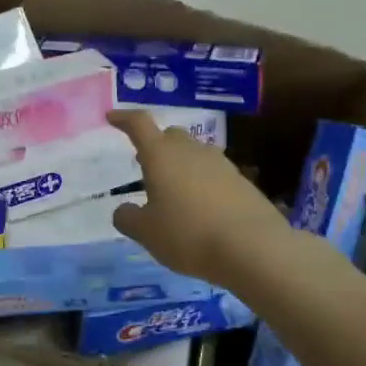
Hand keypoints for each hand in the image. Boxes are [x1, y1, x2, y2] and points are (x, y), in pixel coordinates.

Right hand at [108, 109, 290, 281]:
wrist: (253, 248)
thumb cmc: (188, 234)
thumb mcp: (146, 233)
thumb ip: (128, 218)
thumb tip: (123, 209)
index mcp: (161, 155)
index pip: (139, 124)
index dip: (123, 118)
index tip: (112, 117)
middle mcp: (191, 151)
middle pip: (170, 136)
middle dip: (155, 146)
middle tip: (145, 165)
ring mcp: (220, 164)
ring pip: (194, 154)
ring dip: (181, 166)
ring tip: (173, 192)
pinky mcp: (242, 181)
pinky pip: (213, 174)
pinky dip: (202, 184)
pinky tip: (201, 209)